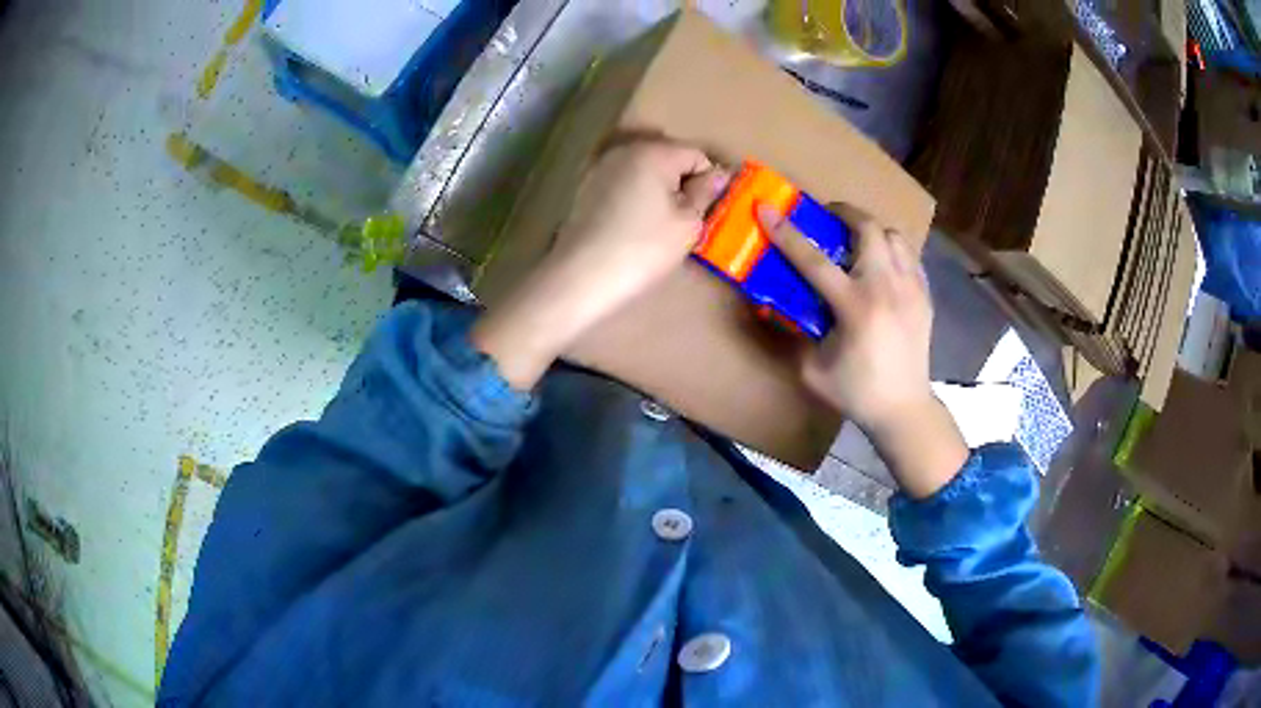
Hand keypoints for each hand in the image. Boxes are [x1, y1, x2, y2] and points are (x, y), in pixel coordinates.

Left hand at [471, 139, 728, 390]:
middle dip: (683, 183)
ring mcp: (600, 167)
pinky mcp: (585, 188)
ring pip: (645, 171)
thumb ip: (706, 193)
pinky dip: (635, 197)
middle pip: (669, 157)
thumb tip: (719, 174)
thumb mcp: (687, 223)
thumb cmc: (642, 249)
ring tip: (659, 226)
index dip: (710, 182)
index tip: (708, 212)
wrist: (580, 277)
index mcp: (654, 152)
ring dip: (659, 190)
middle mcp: (625, 150)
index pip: (697, 155)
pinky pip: (623, 183)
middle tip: (686, 220)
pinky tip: (633, 226)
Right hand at [761, 206, 967, 498]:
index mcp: (855, 306)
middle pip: (867, 228)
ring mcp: (911, 289)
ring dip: (871, 231)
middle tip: (827, 219)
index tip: (767, 208)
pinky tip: (882, 267)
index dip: (786, 233)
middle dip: (843, 213)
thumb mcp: (812, 369)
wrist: (904, 410)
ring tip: (857, 243)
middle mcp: (886, 287)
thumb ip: (794, 333)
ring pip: (894, 236)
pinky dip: (892, 251)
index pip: (814, 260)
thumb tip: (777, 307)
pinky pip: (909, 257)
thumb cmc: (856, 392)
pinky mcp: (925, 296)